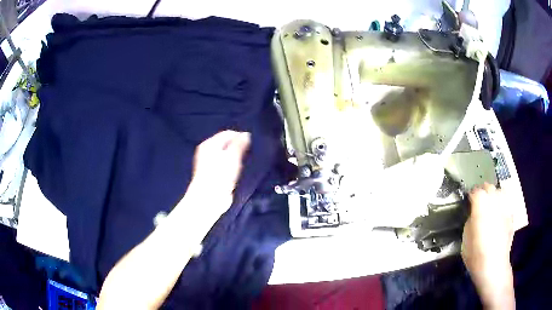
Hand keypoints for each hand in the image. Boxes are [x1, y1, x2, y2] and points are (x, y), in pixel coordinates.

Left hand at [188, 130, 250, 215]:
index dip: (241, 137)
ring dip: (237, 158)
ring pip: (227, 155)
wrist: (209, 199)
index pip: (228, 133)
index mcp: (209, 143)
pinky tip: (239, 172)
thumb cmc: (220, 175)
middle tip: (249, 155)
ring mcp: (209, 163)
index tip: (252, 145)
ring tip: (245, 164)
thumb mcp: (232, 157)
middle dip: (239, 148)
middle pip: (227, 144)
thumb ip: (239, 144)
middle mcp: (207, 151)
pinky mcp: (213, 174)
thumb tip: (246, 135)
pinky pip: (226, 165)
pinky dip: (233, 166)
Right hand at [462, 183, 514, 308]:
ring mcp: (505, 207)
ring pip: (500, 191)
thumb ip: (470, 220)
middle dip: (483, 191)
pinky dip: (502, 203)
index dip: (471, 195)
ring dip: (494, 194)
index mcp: (481, 206)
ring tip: (491, 203)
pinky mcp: (511, 215)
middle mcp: (494, 201)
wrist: (494, 266)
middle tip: (479, 201)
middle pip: (489, 187)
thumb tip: (473, 214)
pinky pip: (507, 202)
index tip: (469, 201)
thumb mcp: (465, 238)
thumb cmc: (476, 254)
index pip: (476, 192)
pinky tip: (499, 212)